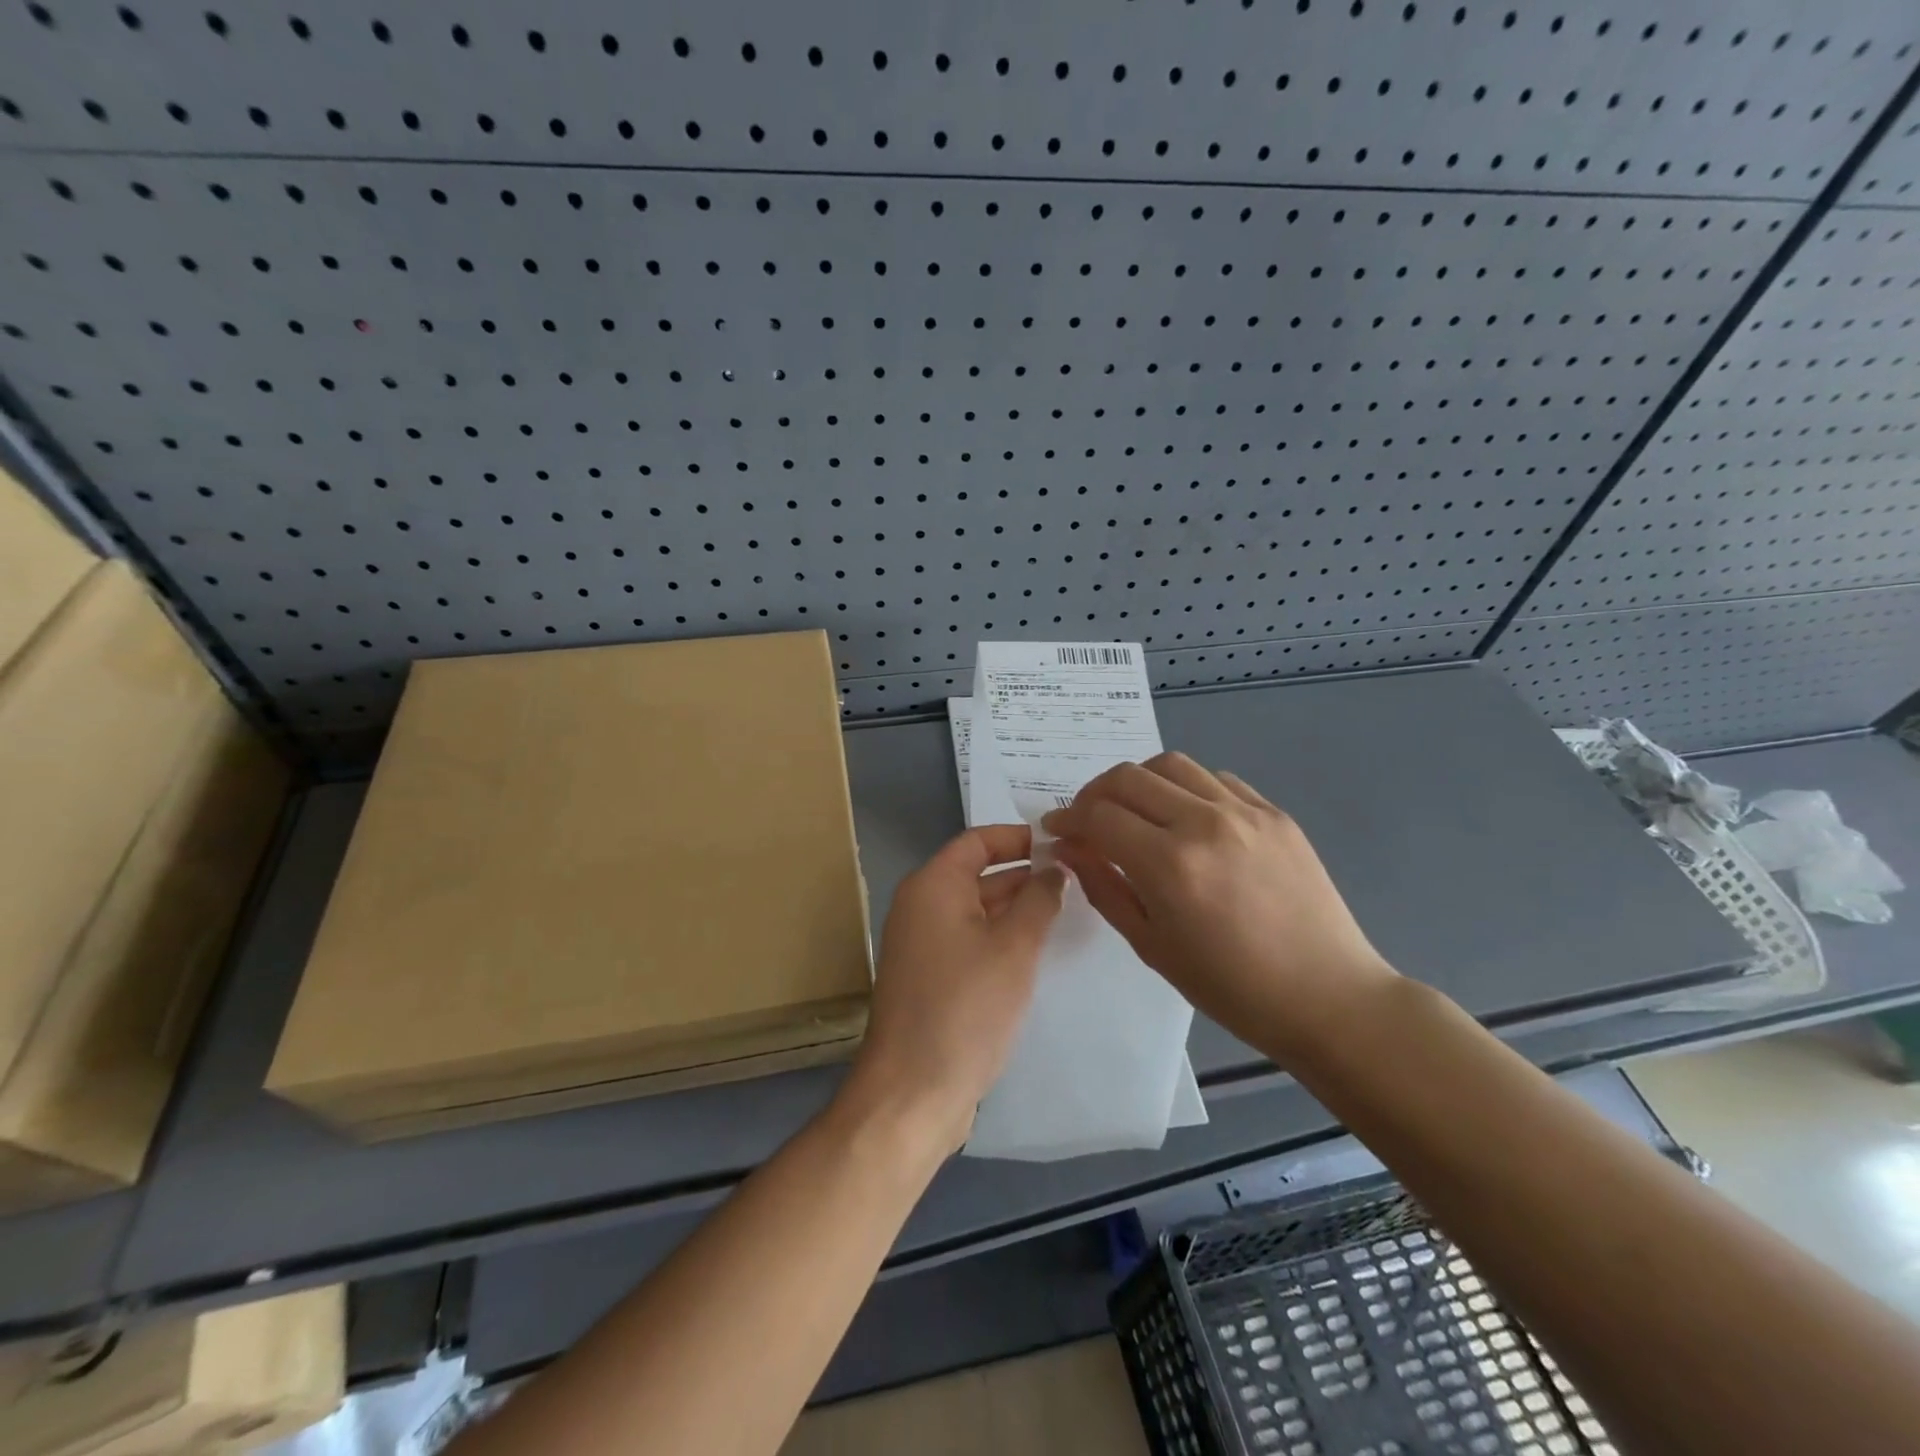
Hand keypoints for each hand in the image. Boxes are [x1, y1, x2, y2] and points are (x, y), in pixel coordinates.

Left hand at [847, 825, 1065, 1150]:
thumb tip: (1054, 868)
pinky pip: (969, 939)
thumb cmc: (966, 1007)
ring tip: (1066, 908)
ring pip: (975, 909)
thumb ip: (1039, 900)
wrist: (912, 1090)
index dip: (1019, 837)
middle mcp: (921, 906)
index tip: (1062, 842)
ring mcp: (922, 943)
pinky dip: (1000, 936)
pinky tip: (1036, 949)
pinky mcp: (929, 977)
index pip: (978, 841)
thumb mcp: (1014, 948)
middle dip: (1023, 872)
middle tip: (1076, 876)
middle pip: (976, 873)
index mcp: (933, 886)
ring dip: (1015, 907)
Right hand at [1042, 753, 1395, 1064]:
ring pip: (1171, 764)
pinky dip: (1185, 787)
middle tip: (1086, 819)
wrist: (1326, 996)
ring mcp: (1244, 812)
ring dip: (1138, 781)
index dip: (1068, 819)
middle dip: (1094, 793)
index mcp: (1169, 864)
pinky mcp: (1274, 812)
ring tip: (1134, 810)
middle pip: (1128, 777)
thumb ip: (1105, 886)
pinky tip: (1185, 817)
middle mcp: (1204, 823)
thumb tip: (1070, 847)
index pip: (1099, 816)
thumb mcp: (1152, 945)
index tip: (1056, 830)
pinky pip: (1215, 779)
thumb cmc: (1231, 987)